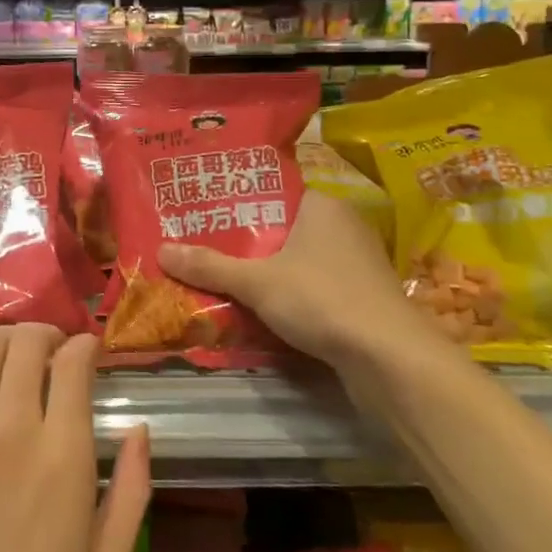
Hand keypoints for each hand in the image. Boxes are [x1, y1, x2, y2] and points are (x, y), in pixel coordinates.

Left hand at [0, 325, 150, 551]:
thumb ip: (131, 490)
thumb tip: (139, 428)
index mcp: (62, 456)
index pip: (72, 362)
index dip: (84, 346)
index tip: (89, 354)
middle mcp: (11, 428)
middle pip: (26, 341)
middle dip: (47, 334)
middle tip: (54, 352)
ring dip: (7, 340)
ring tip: (17, 359)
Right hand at [158, 191, 413, 367]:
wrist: (390, 359)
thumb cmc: (322, 299)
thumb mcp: (256, 282)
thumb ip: (210, 266)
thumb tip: (161, 251)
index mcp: (321, 205)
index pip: (271, 193)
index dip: (235, 203)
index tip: (201, 214)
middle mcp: (342, 226)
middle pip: (281, 229)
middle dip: (245, 243)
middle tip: (201, 249)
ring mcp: (356, 263)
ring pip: (297, 261)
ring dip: (265, 273)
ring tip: (221, 278)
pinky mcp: (361, 297)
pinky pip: (313, 286)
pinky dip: (288, 295)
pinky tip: (260, 309)